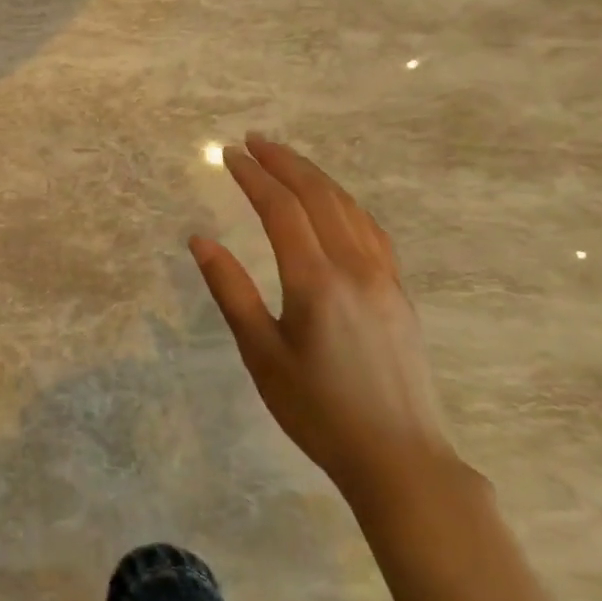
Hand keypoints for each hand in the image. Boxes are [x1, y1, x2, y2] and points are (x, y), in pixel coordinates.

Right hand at [190, 135, 458, 507]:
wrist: (401, 460)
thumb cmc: (318, 411)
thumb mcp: (261, 354)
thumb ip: (231, 291)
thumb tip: (200, 240)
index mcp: (316, 282)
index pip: (281, 209)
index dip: (253, 176)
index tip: (228, 154)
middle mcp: (354, 268)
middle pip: (318, 196)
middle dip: (284, 162)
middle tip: (253, 140)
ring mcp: (384, 278)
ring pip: (348, 207)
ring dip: (315, 175)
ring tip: (286, 158)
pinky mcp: (399, 292)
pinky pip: (371, 229)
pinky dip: (345, 202)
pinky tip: (334, 201)